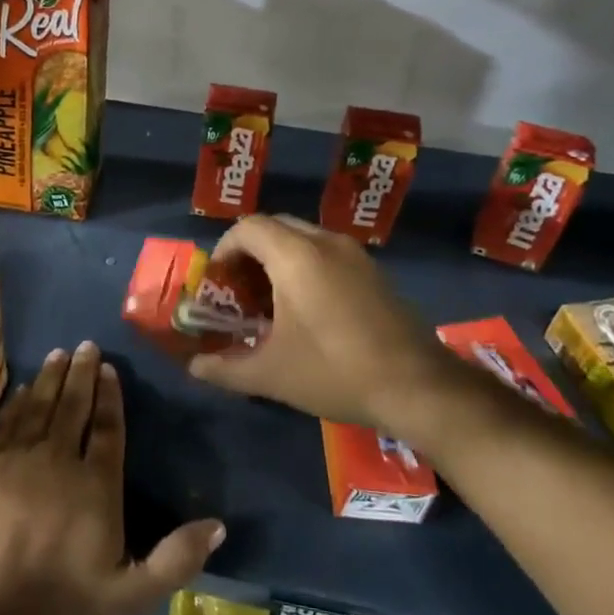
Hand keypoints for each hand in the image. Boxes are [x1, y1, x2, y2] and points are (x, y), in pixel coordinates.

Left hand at [0, 342, 224, 614]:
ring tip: (58, 354)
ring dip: (50, 378)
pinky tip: (22, 388)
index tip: (109, 368)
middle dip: (81, 374)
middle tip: (86, 345)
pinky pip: (5, 425)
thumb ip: (177, 559)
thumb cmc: (67, 606)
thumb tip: (219, 525)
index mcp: (96, 486)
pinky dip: (16, 403)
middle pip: (73, 408)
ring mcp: (19, 462)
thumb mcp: (133, 594)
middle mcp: (59, 462)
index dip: (110, 396)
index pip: (108, 429)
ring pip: (39, 408)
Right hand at [188, 214, 438, 430]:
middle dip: (249, 253)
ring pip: (303, 238)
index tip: (218, 283)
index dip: (224, 249)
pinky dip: (306, 266)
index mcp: (296, 256)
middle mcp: (325, 242)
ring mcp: (355, 255)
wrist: (418, 388)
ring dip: (278, 259)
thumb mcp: (271, 375)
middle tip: (239, 291)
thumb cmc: (335, 371)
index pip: (248, 227)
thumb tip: (195, 368)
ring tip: (270, 302)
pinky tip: (307, 310)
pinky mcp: (374, 272)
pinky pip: (327, 252)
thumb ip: (226, 368)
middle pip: (275, 227)